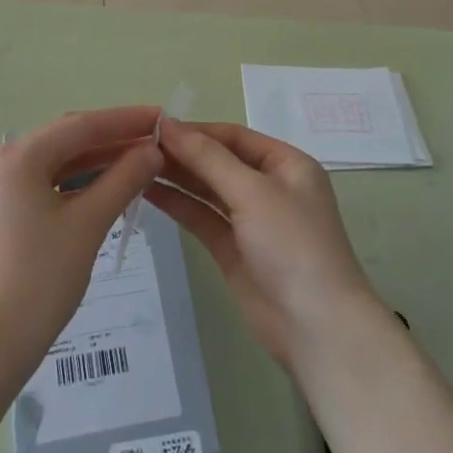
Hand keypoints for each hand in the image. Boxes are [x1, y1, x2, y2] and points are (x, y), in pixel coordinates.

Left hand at [0, 107, 164, 388]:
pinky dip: (75, 182)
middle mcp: (0, 160)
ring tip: (139, 161)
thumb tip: (153, 150)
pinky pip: (43, 182)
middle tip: (155, 140)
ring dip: (95, 161)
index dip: (125, 120)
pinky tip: (105, 186)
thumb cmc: (40, 281)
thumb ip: (124, 179)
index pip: (81, 126)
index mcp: (17, 156)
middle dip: (112, 139)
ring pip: (55, 162)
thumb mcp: (89, 224)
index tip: (162, 116)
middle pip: (66, 140)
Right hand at [147, 119, 380, 371]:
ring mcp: (252, 221)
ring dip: (177, 177)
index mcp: (286, 164)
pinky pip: (203, 218)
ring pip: (209, 190)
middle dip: (183, 153)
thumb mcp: (252, 191)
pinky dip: (180, 205)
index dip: (196, 130)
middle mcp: (270, 187)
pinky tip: (150, 193)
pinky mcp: (235, 251)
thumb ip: (207, 157)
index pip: (234, 136)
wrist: (317, 328)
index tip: (156, 126)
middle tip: (139, 146)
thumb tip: (168, 124)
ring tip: (136, 165)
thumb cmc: (292, 245)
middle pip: (220, 161)